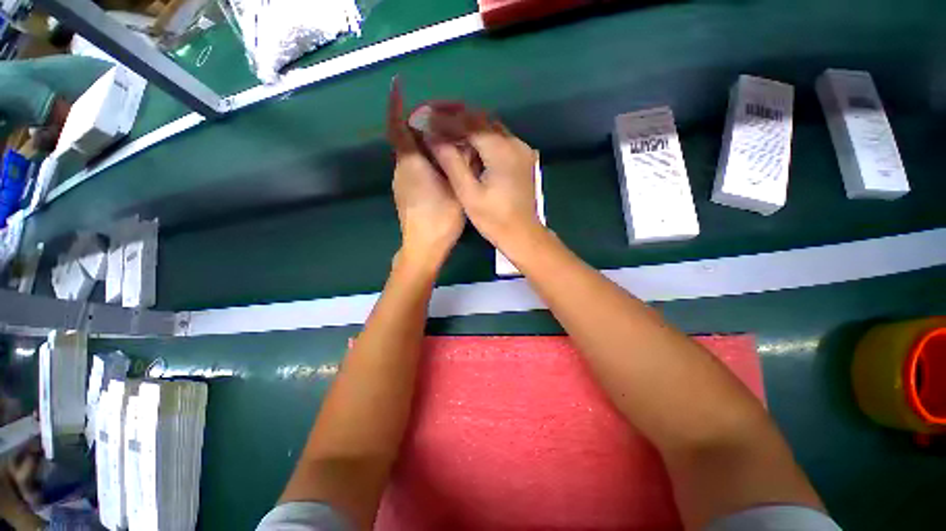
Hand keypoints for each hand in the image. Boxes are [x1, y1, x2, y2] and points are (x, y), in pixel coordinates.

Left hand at [387, 79, 464, 268]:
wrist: (424, 247)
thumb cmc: (440, 217)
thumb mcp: (457, 187)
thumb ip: (461, 162)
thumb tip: (465, 141)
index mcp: (411, 162)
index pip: (398, 125)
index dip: (396, 103)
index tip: (397, 84)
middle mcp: (401, 168)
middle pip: (406, 137)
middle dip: (420, 122)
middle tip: (444, 119)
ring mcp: (401, 182)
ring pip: (411, 153)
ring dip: (425, 142)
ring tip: (447, 140)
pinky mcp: (405, 193)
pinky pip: (413, 167)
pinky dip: (425, 158)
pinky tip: (441, 164)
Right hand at [427, 112, 541, 249]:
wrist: (523, 234)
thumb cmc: (494, 219)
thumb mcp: (468, 193)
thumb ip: (451, 162)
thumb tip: (432, 137)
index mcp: (501, 150)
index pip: (469, 123)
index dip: (445, 119)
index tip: (424, 118)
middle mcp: (514, 143)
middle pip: (482, 120)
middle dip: (456, 116)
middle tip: (433, 118)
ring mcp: (522, 150)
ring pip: (491, 128)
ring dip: (469, 126)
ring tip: (446, 129)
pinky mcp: (523, 159)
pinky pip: (500, 139)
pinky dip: (482, 137)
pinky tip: (468, 144)